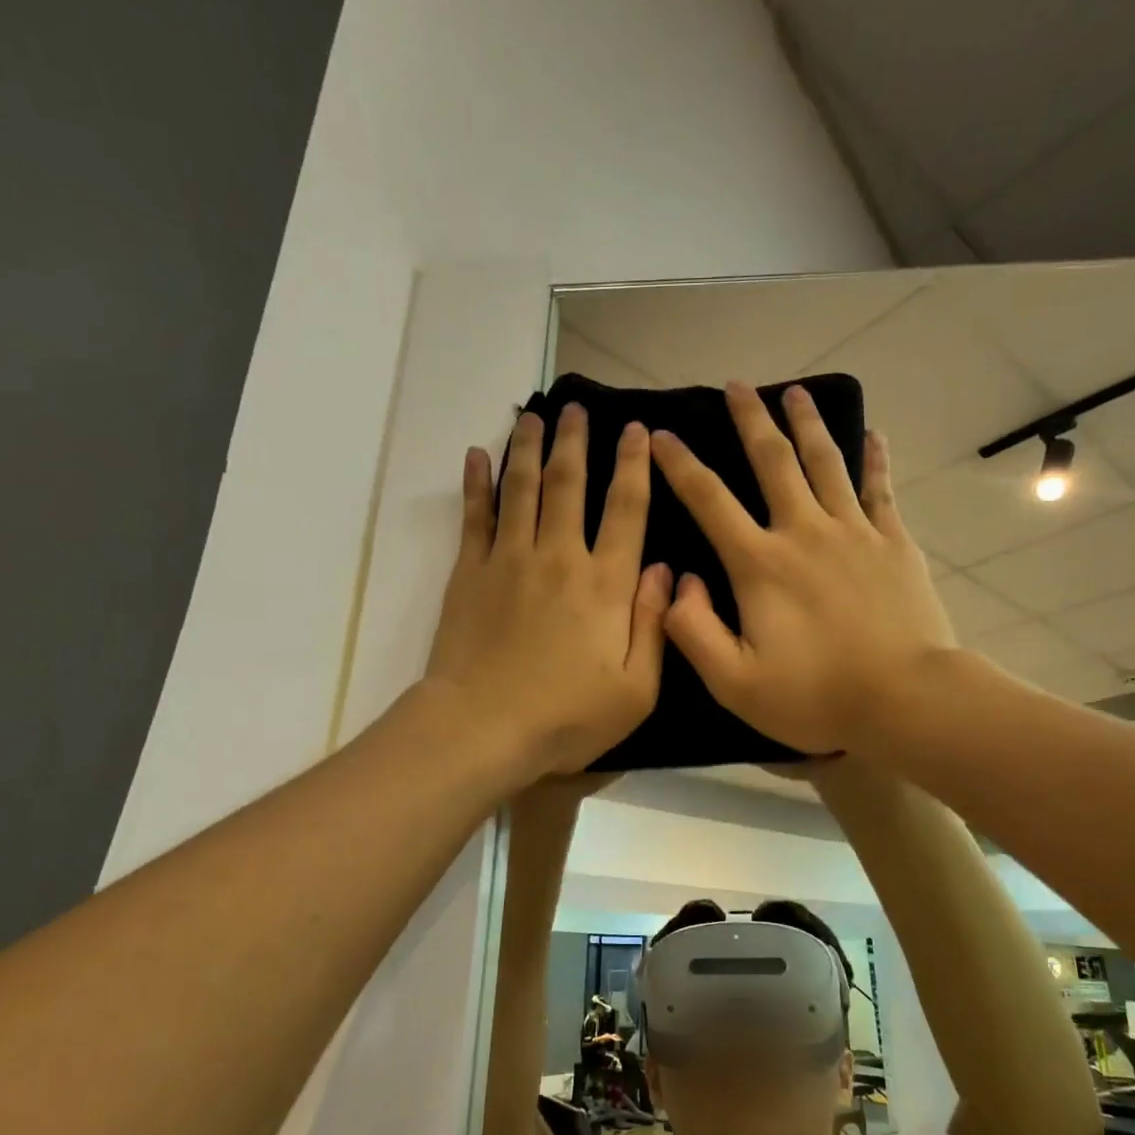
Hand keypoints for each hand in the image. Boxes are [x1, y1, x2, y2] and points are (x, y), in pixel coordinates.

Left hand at [426, 405, 672, 780]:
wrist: (482, 728)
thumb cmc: (566, 718)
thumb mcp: (635, 689)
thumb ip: (653, 625)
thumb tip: (666, 570)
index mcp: (605, 584)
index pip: (626, 509)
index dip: (634, 466)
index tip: (637, 430)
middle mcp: (559, 558)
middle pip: (569, 484)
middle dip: (576, 440)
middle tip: (577, 406)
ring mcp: (509, 559)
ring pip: (521, 488)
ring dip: (528, 447)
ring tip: (534, 415)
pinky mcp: (469, 572)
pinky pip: (474, 516)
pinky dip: (476, 483)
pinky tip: (476, 455)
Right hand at [651, 381, 954, 754]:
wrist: (906, 700)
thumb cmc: (815, 696)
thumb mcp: (734, 682)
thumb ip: (693, 630)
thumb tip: (675, 583)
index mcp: (759, 563)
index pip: (709, 500)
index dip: (681, 464)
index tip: (661, 434)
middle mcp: (803, 532)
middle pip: (773, 461)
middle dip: (750, 420)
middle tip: (736, 385)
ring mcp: (854, 532)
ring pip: (826, 462)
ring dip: (807, 423)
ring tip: (795, 391)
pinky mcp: (893, 543)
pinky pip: (880, 489)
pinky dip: (874, 459)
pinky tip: (873, 435)